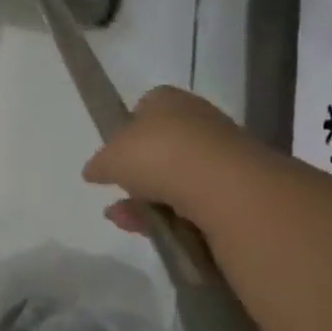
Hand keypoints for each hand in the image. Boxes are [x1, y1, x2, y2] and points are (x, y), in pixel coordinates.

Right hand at [82, 86, 249, 234]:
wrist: (221, 185)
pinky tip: (156, 231)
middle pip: (162, 146)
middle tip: (120, 191)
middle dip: (138, 173)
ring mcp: (221, 153)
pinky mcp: (238, 186)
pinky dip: (175, 216)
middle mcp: (198, 119)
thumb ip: (100, 164)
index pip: (145, 107)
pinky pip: (196, 201)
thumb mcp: (110, 158)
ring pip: (177, 178)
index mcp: (167, 99)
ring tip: (127, 220)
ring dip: (150, 200)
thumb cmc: (158, 155)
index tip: (115, 154)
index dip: (127, 130)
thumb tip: (94, 171)